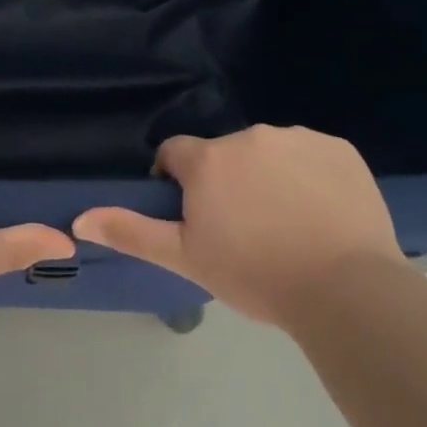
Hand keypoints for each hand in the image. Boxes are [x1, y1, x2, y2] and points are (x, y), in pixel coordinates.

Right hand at [73, 125, 407, 328]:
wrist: (346, 290)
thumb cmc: (255, 275)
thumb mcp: (185, 258)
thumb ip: (131, 232)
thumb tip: (80, 218)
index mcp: (209, 160)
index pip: (174, 154)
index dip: (176, 182)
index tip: (193, 216)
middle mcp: (250, 136)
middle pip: (223, 154)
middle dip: (224, 182)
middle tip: (243, 228)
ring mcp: (298, 138)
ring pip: (267, 152)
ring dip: (266, 176)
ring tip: (285, 223)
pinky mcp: (339, 148)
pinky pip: (310, 154)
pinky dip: (308, 175)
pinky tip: (320, 213)